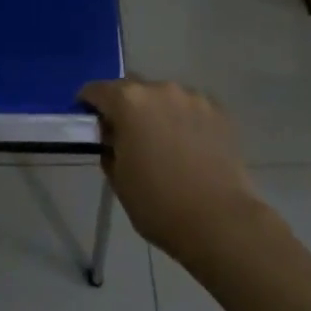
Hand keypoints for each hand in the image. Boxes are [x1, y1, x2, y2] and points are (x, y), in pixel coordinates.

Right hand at [80, 78, 265, 265]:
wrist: (221, 223)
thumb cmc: (159, 204)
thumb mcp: (119, 179)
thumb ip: (109, 148)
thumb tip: (113, 137)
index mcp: (128, 101)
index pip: (96, 90)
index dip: (88, 104)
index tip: (90, 122)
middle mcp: (159, 89)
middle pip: (132, 88)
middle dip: (125, 106)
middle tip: (127, 134)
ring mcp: (192, 97)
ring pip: (164, 96)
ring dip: (157, 111)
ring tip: (164, 142)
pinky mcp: (219, 111)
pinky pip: (191, 108)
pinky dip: (184, 120)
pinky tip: (190, 146)